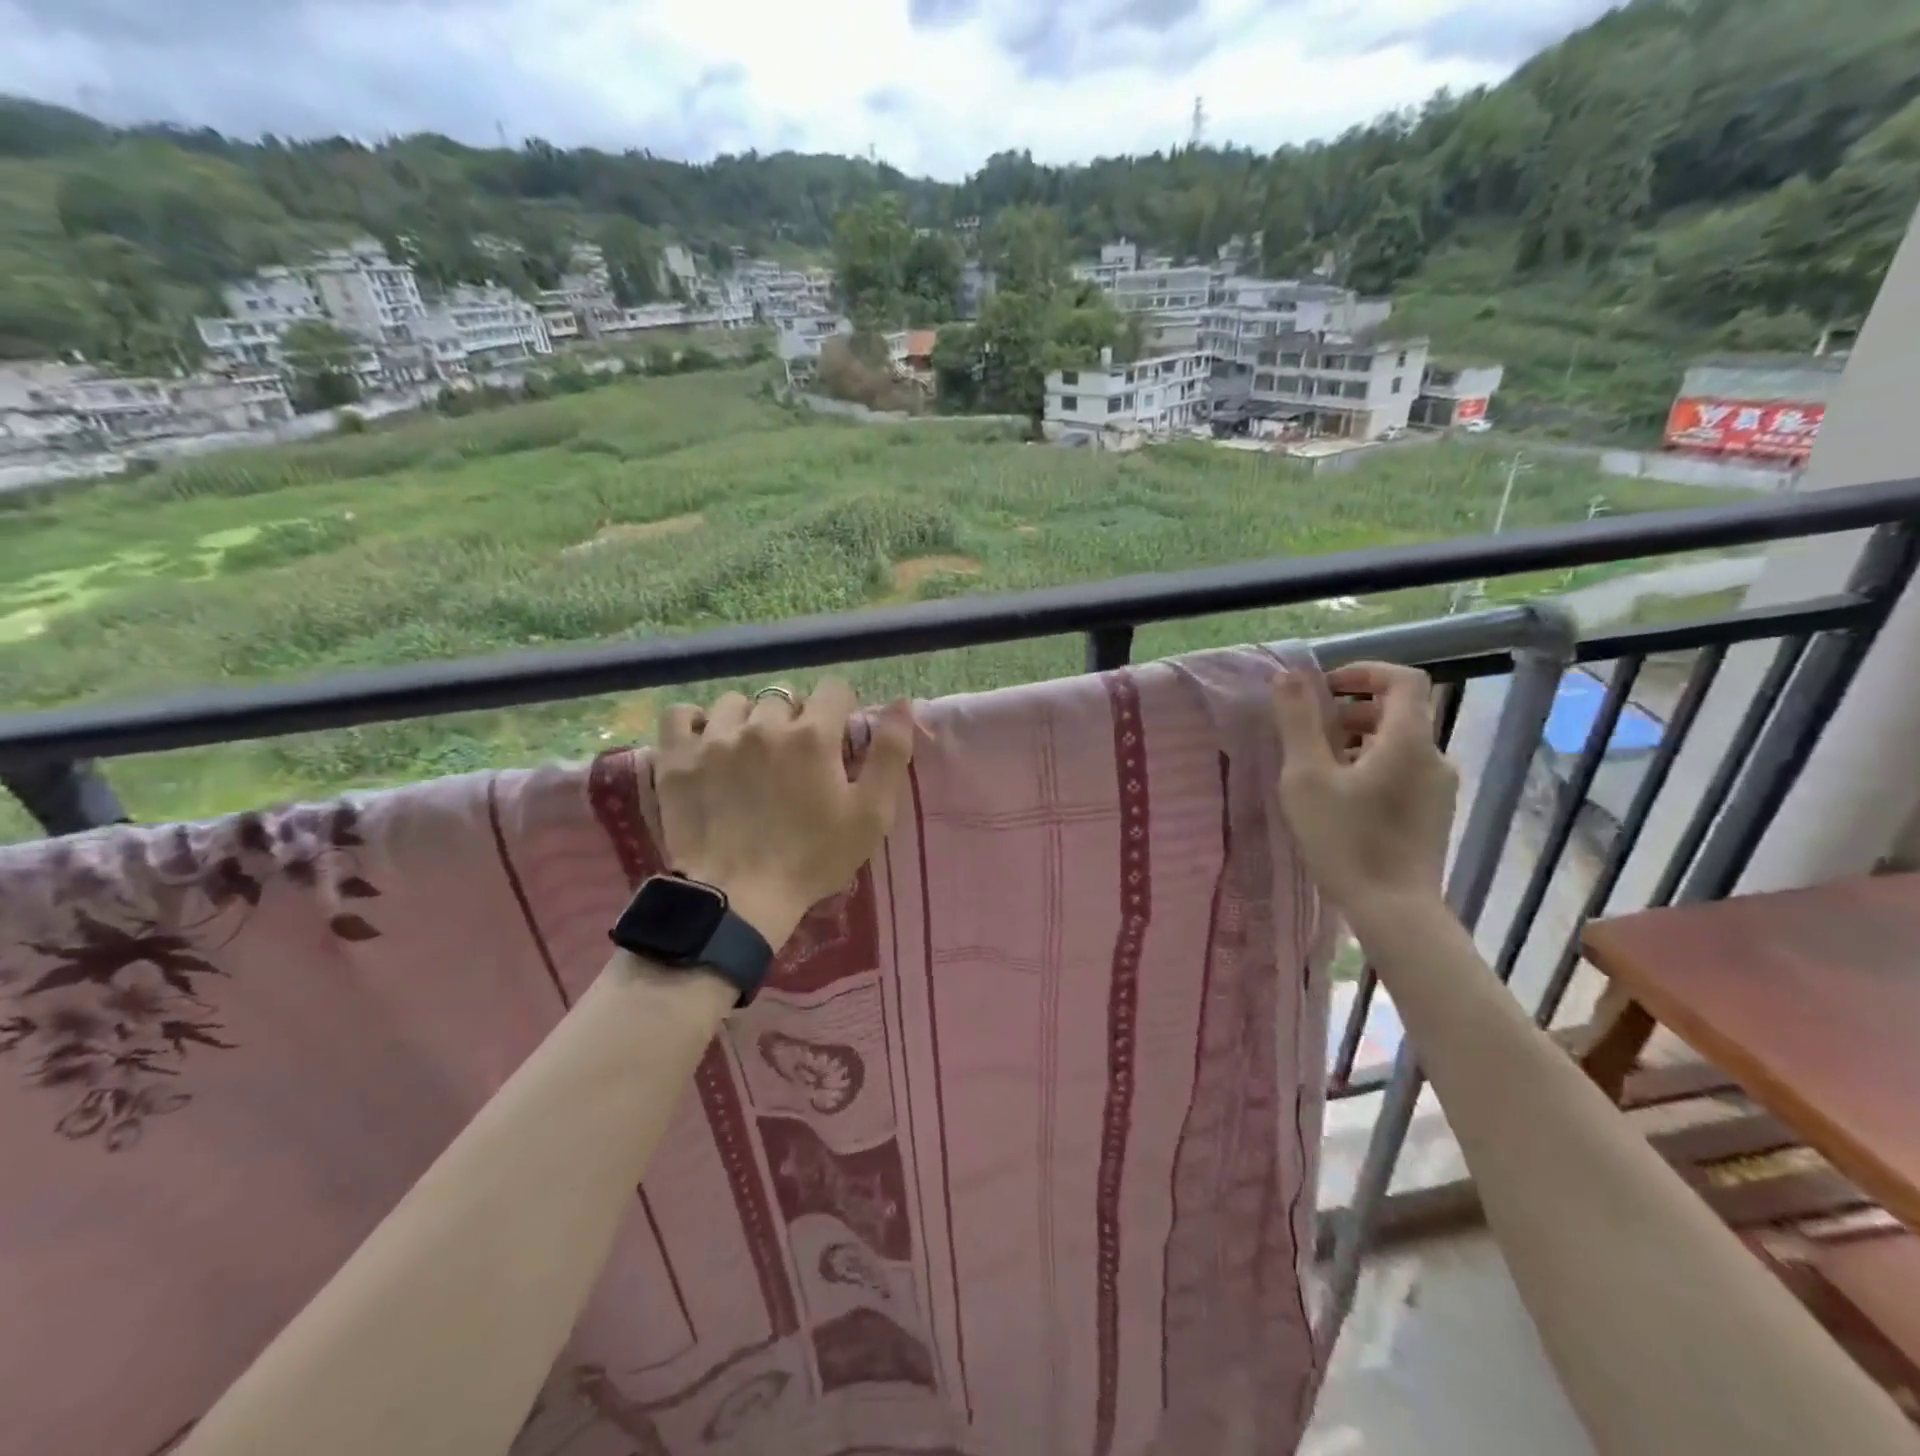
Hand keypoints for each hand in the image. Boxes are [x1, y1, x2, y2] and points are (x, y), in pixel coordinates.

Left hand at [655, 679, 914, 947]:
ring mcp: (714, 738)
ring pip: (734, 704)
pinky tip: (705, 744)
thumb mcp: (871, 814)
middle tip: (793, 760)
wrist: (738, 899)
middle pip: (784, 697)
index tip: (835, 740)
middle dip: (794, 720)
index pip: (833, 689)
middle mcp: (762, 724)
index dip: (839, 711)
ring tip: (748, 754)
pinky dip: (694, 723)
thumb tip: (902, 702)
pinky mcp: (676, 758)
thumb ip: (891, 753)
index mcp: (813, 735)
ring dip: (746, 721)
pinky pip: (681, 714)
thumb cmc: (813, 859)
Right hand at [1270, 661, 1457, 929]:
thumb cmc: (1345, 839)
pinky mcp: (1433, 815)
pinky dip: (1372, 768)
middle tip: (1311, 734)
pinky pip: (1403, 773)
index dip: (1364, 672)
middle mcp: (1434, 757)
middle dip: (1352, 711)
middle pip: (1398, 713)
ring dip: (1358, 742)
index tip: (1325, 688)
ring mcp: (1438, 789)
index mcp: (1408, 741)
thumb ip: (1298, 722)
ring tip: (1319, 770)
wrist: (1393, 910)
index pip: (1403, 680)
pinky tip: (1341, 800)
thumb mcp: (1307, 777)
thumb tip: (1288, 676)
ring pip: (1398, 745)